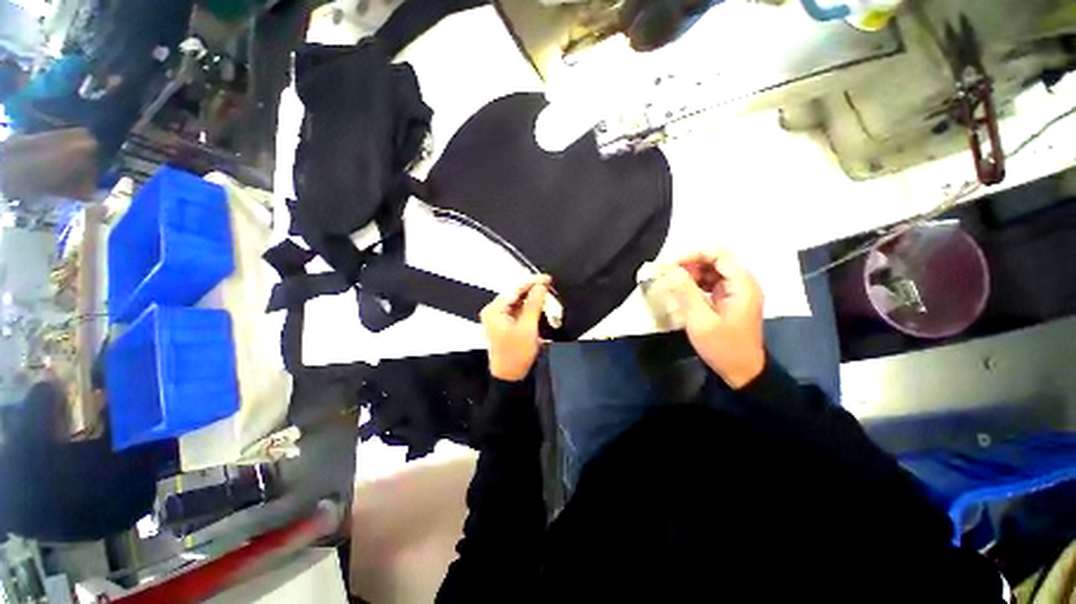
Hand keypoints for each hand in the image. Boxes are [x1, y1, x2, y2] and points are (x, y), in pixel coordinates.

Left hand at [481, 275, 550, 381]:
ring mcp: (497, 317)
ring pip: (517, 302)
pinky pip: (516, 310)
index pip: (515, 290)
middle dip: (532, 291)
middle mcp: (493, 311)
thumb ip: (534, 304)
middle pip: (515, 294)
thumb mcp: (528, 328)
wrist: (509, 376)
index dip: (532, 282)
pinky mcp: (503, 324)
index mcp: (494, 310)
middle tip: (549, 287)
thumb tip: (540, 286)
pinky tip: (538, 309)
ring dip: (531, 300)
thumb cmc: (516, 354)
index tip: (547, 278)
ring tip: (546, 297)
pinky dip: (527, 309)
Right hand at [666, 250, 765, 388]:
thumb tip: (673, 271)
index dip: (696, 255)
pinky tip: (685, 294)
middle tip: (672, 277)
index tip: (673, 266)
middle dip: (692, 265)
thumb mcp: (700, 321)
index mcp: (742, 285)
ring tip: (675, 286)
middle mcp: (743, 284)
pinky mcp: (731, 300)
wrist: (742, 371)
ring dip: (693, 275)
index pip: (720, 255)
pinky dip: (697, 285)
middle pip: (717, 261)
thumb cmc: (723, 347)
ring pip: (714, 271)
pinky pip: (713, 284)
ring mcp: (738, 292)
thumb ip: (686, 293)